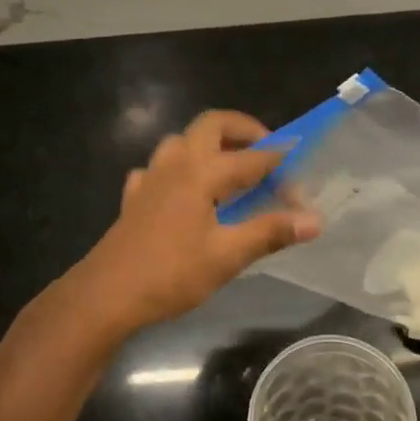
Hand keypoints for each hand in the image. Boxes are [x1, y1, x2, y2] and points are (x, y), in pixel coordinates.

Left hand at [80, 110, 320, 331]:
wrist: (104, 296)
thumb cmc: (170, 274)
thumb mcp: (227, 256)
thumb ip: (270, 232)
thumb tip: (315, 219)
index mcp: (201, 172)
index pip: (251, 158)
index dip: (279, 165)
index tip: (300, 177)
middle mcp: (176, 164)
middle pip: (211, 125)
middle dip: (242, 129)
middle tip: (265, 149)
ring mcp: (151, 178)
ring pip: (182, 141)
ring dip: (209, 145)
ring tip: (229, 169)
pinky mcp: (135, 197)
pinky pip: (159, 169)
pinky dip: (178, 170)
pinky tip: (183, 193)